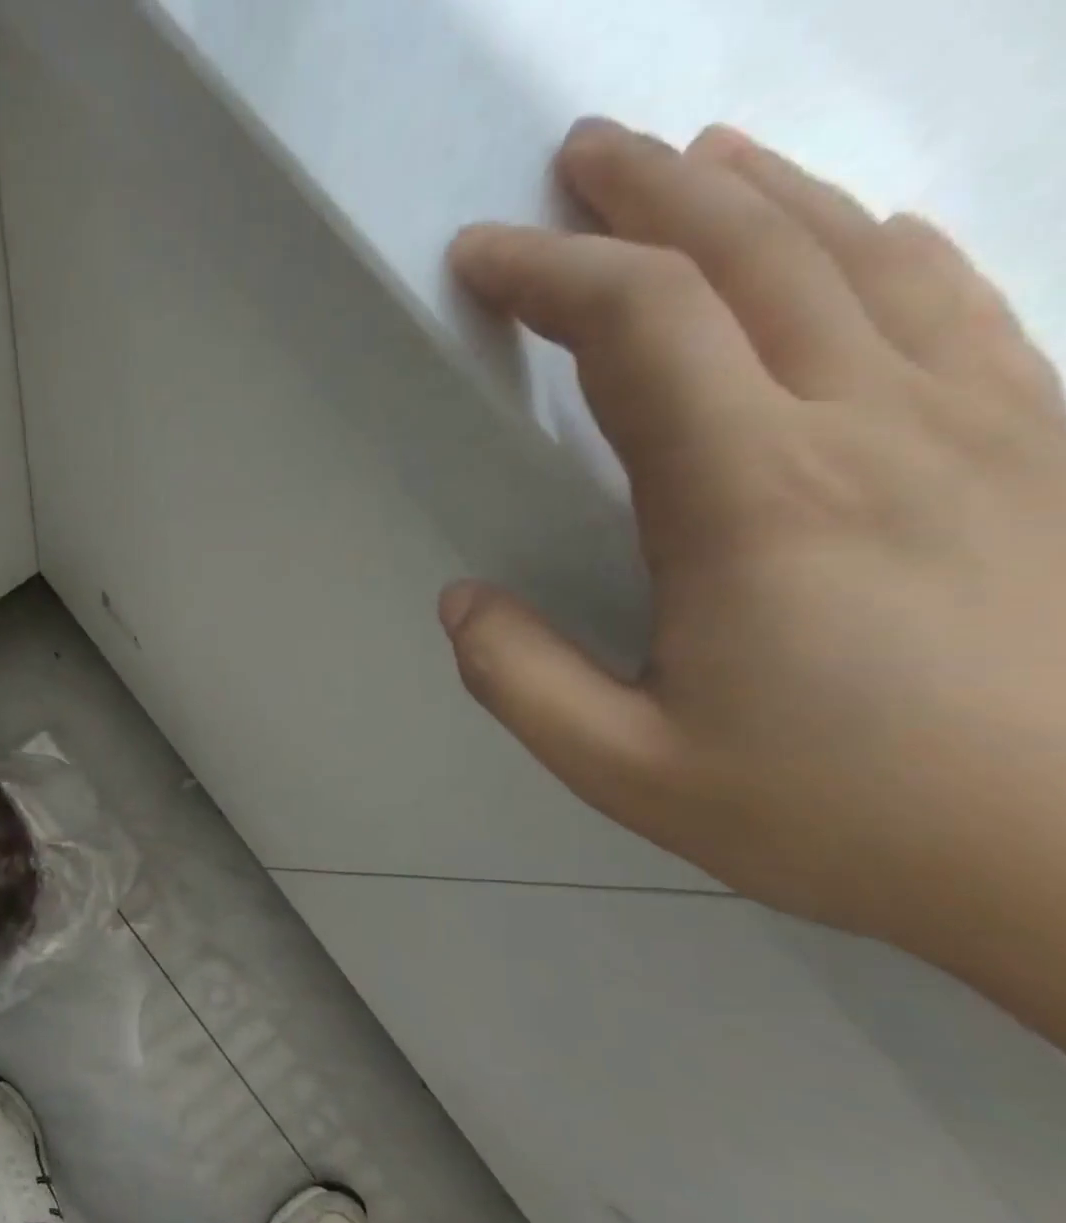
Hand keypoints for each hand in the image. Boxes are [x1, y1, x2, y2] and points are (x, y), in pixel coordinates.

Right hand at [442, 119, 1065, 1036]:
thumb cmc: (831, 815)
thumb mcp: (624, 768)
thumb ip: (520, 679)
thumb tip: (461, 603)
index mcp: (752, 500)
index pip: (636, 329)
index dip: (548, 274)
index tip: (480, 257)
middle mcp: (866, 425)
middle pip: (748, 254)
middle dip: (645, 196)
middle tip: (576, 162)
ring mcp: (976, 420)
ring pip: (854, 253)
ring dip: (757, 196)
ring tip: (692, 165)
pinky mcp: (1041, 443)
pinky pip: (950, 298)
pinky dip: (873, 245)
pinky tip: (846, 235)